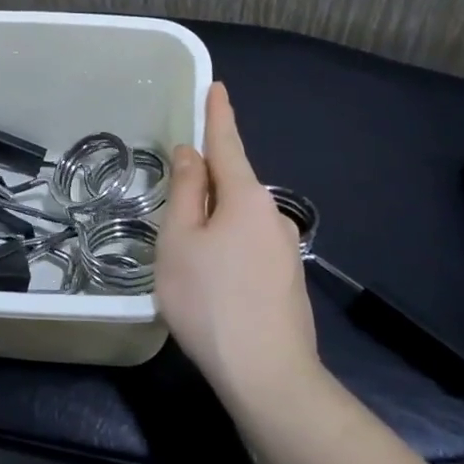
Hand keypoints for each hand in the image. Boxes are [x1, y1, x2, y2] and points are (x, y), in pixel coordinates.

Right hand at [155, 82, 322, 405]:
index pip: (228, 143)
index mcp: (246, 197)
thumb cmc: (209, 300)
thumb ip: (185, 192)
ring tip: (185, 248)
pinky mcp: (287, 279)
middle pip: (233, 183)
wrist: (268, 375)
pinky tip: (210, 277)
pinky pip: (249, 244)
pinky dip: (226, 244)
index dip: (218, 114)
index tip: (217, 87)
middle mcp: (273, 215)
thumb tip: (191, 153)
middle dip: (206, 178)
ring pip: (240, 218)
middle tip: (176, 189)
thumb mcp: (180, 241)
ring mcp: (285, 249)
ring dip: (214, 217)